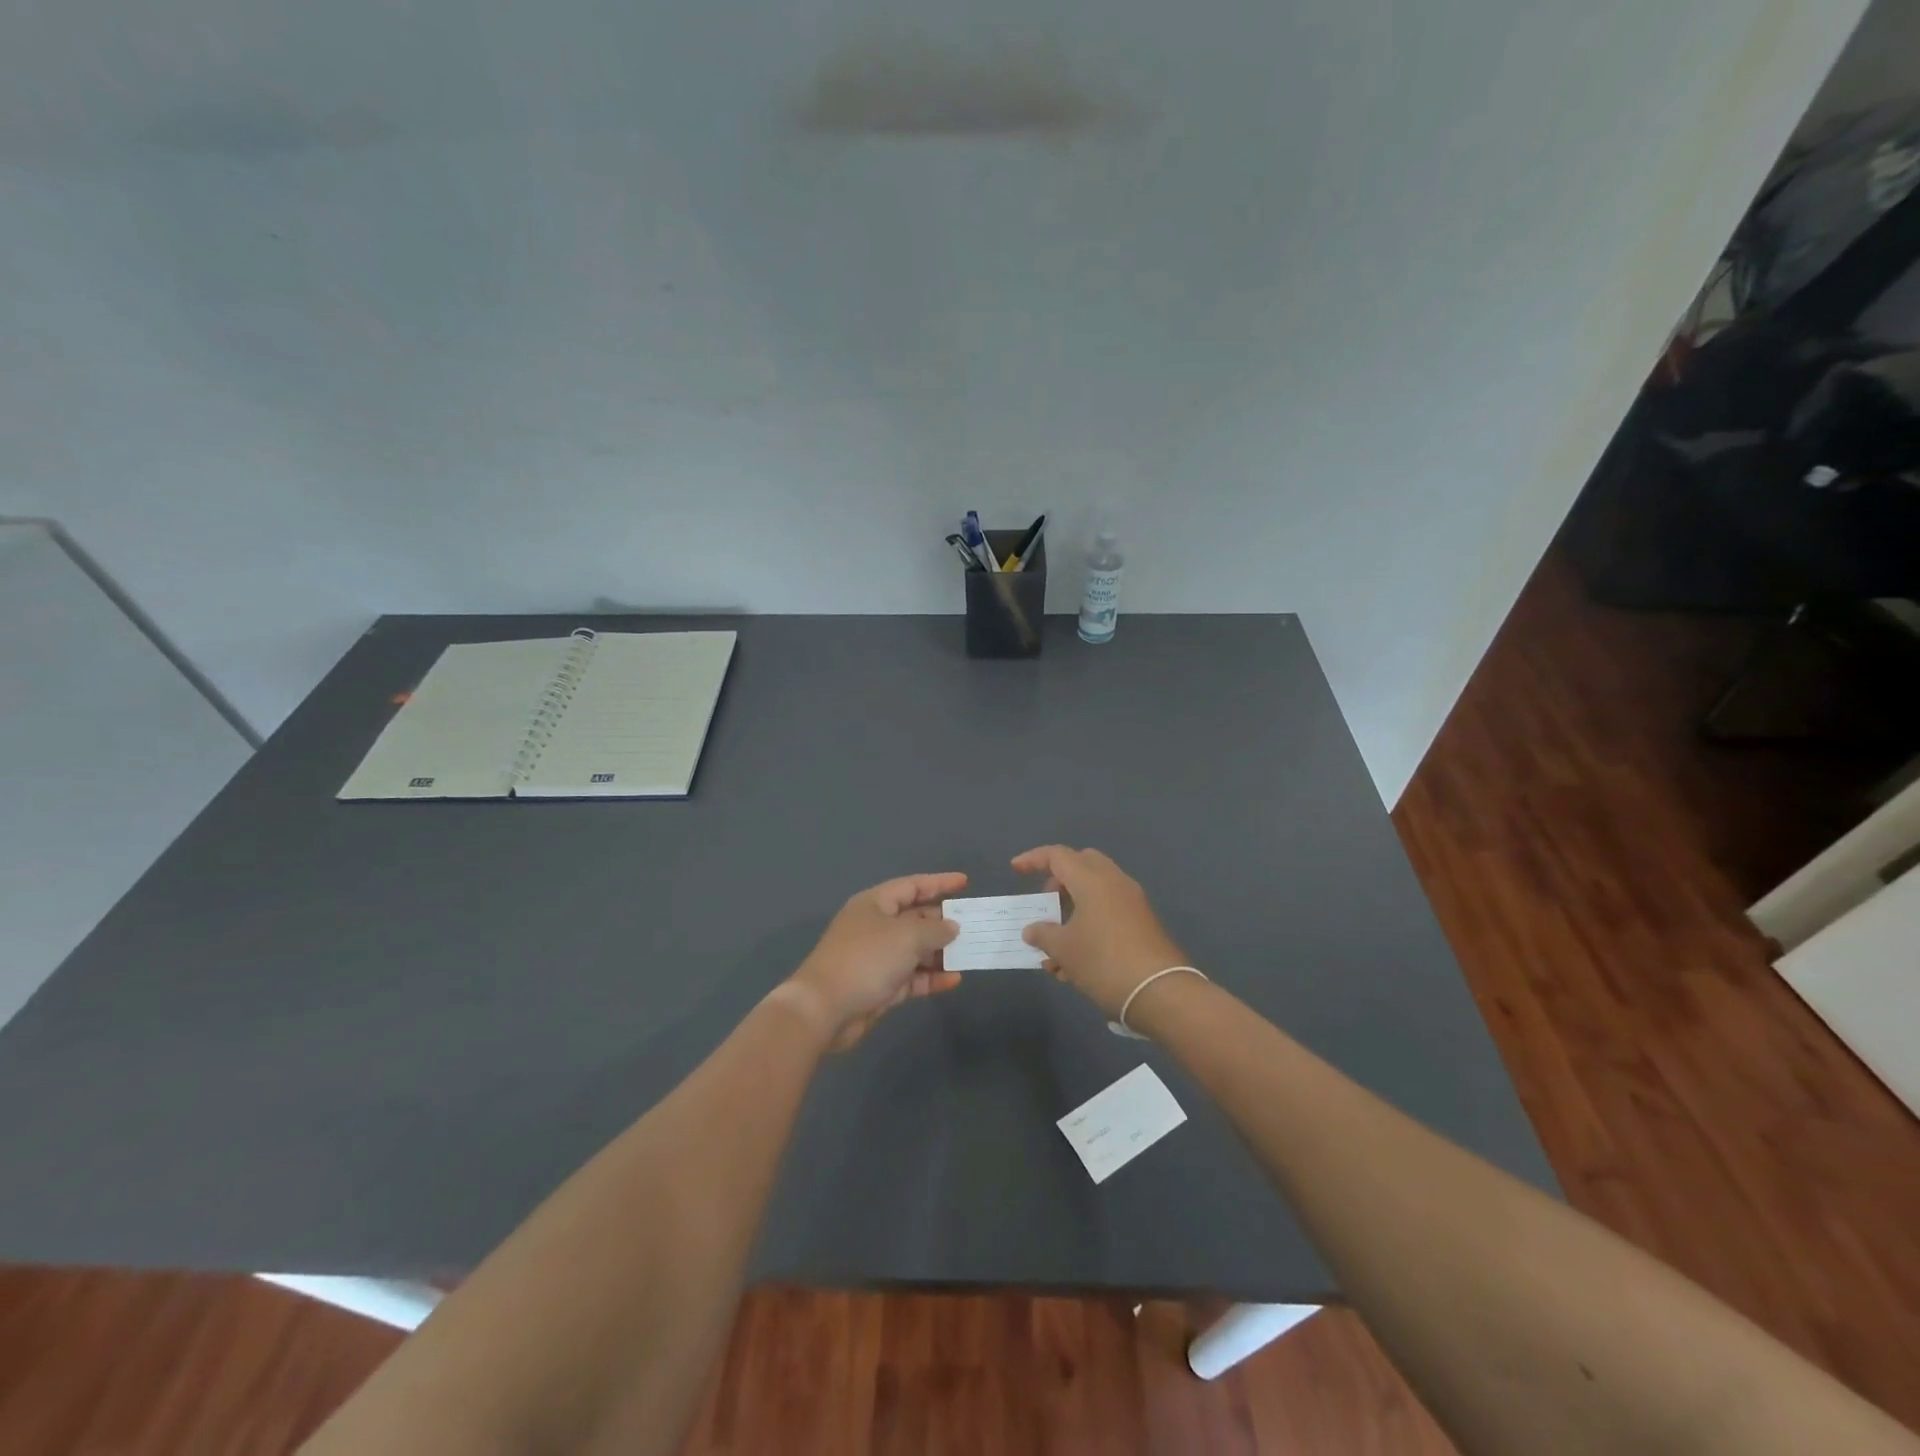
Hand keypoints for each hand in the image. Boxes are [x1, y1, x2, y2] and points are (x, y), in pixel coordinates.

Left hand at [786, 873, 965, 1050]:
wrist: (825, 1009)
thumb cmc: (866, 959)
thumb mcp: (907, 936)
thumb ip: (935, 929)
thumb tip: (951, 927)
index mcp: (875, 904)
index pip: (912, 886)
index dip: (939, 883)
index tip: (965, 883)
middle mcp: (876, 926)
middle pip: (915, 918)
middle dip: (943, 921)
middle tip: (974, 925)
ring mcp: (877, 958)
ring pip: (915, 949)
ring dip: (941, 952)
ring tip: (970, 953)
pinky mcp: (880, 986)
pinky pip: (912, 976)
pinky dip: (931, 977)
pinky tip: (954, 979)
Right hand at [1011, 846, 1189, 1019]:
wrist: (1161, 993)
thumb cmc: (1104, 962)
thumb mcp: (1064, 950)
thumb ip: (1043, 934)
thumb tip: (1033, 930)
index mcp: (1092, 880)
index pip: (1058, 856)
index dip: (1033, 859)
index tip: (1015, 869)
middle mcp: (1114, 882)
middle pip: (1082, 866)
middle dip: (1059, 882)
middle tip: (1046, 905)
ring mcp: (1132, 902)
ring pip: (1095, 892)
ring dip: (1072, 911)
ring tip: (1054, 950)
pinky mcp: (1143, 923)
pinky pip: (1109, 911)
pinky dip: (1089, 925)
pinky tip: (1076, 965)